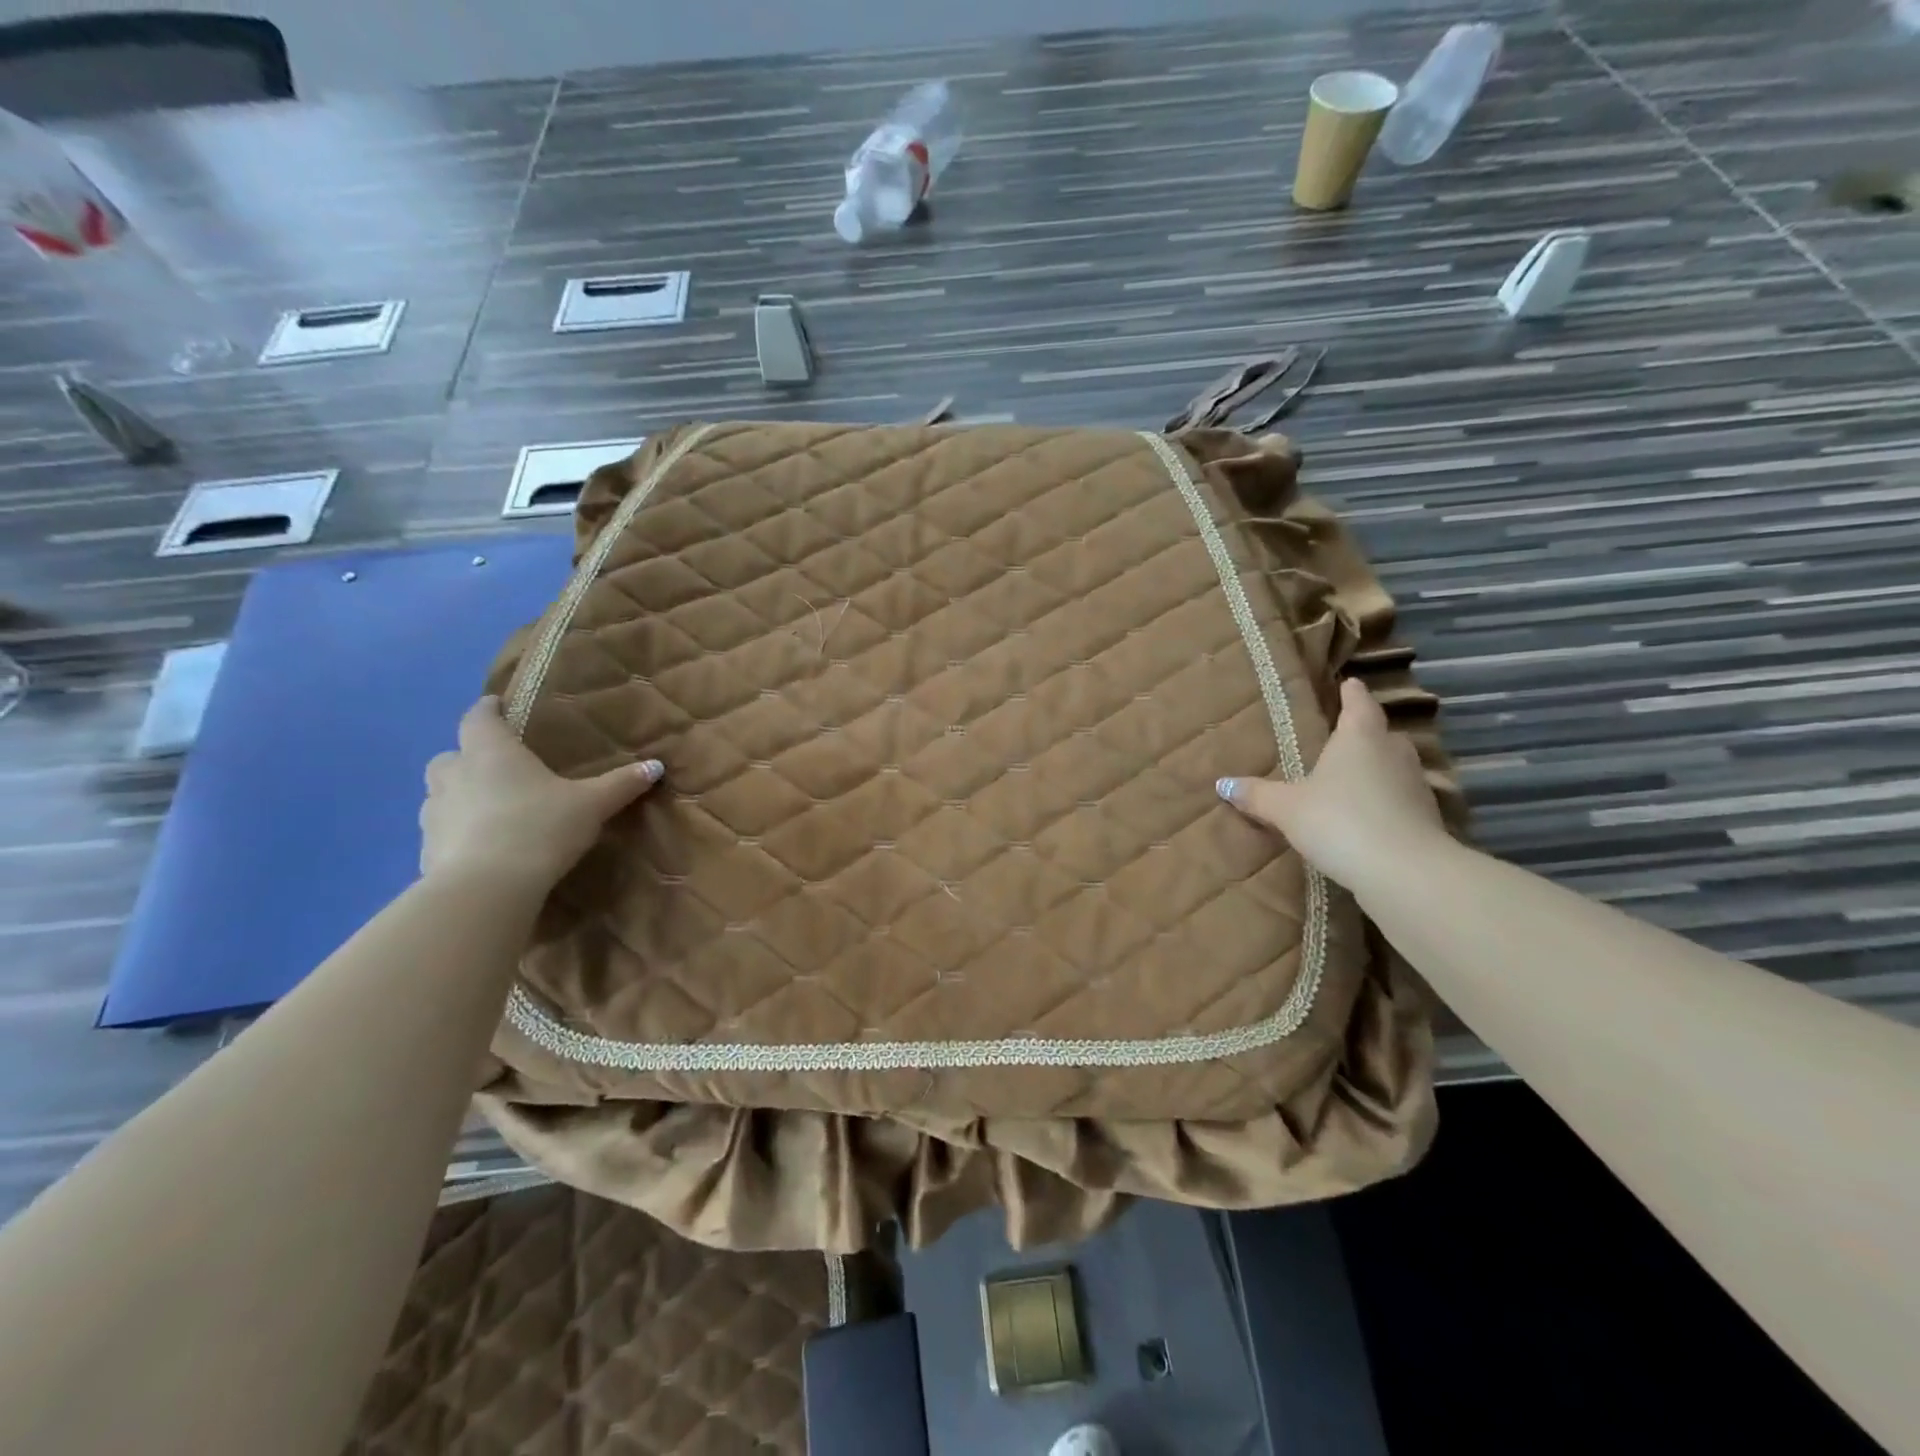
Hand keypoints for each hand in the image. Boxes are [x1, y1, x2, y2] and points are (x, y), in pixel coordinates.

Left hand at [419, 697, 662, 891]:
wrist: (485, 890)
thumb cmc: (539, 828)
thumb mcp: (591, 805)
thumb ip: (621, 784)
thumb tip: (656, 766)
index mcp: (490, 752)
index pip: (479, 716)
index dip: (489, 709)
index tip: (499, 706)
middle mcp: (455, 774)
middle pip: (452, 754)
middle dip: (471, 756)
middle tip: (501, 767)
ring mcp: (434, 813)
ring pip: (442, 793)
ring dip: (462, 795)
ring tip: (493, 810)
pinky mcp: (426, 849)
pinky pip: (442, 830)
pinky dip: (459, 832)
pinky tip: (484, 848)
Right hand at [1217, 677, 1447, 898]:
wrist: (1405, 871)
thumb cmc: (1339, 821)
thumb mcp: (1287, 808)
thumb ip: (1257, 795)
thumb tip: (1222, 784)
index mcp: (1359, 737)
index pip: (1358, 704)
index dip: (1352, 693)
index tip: (1349, 683)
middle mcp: (1393, 752)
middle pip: (1381, 734)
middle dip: (1365, 735)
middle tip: (1343, 738)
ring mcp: (1416, 785)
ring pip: (1394, 767)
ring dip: (1377, 770)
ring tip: (1352, 779)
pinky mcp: (1427, 818)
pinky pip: (1401, 799)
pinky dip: (1386, 801)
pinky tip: (1368, 817)